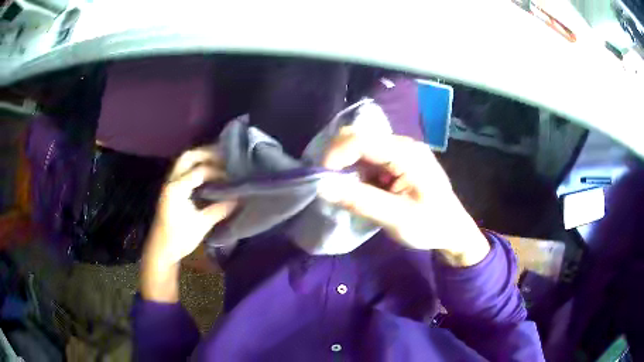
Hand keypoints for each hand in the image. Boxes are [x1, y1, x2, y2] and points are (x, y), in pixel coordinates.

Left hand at [142, 148, 235, 301]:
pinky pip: (183, 170)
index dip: (218, 171)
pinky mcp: (170, 189)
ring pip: (184, 161)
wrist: (161, 250)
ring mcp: (169, 184)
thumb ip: (219, 209)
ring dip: (200, 158)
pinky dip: (195, 166)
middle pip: (188, 156)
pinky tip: (207, 173)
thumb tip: (239, 198)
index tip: (233, 176)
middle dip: (206, 153)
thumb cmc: (179, 239)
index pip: (200, 170)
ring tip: (218, 161)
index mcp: (177, 188)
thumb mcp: (201, 225)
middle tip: (225, 156)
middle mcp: (171, 181)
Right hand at [319, 127, 488, 266]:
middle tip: (330, 187)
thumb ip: (360, 201)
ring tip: (347, 193)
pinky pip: (369, 160)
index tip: (321, 179)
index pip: (361, 140)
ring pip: (361, 149)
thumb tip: (322, 187)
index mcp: (407, 153)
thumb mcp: (396, 218)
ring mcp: (401, 151)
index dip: (335, 155)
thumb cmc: (431, 225)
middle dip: (338, 160)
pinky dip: (358, 173)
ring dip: (347, 168)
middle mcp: (403, 145)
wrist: (453, 231)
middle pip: (359, 139)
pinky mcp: (397, 161)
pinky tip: (362, 191)